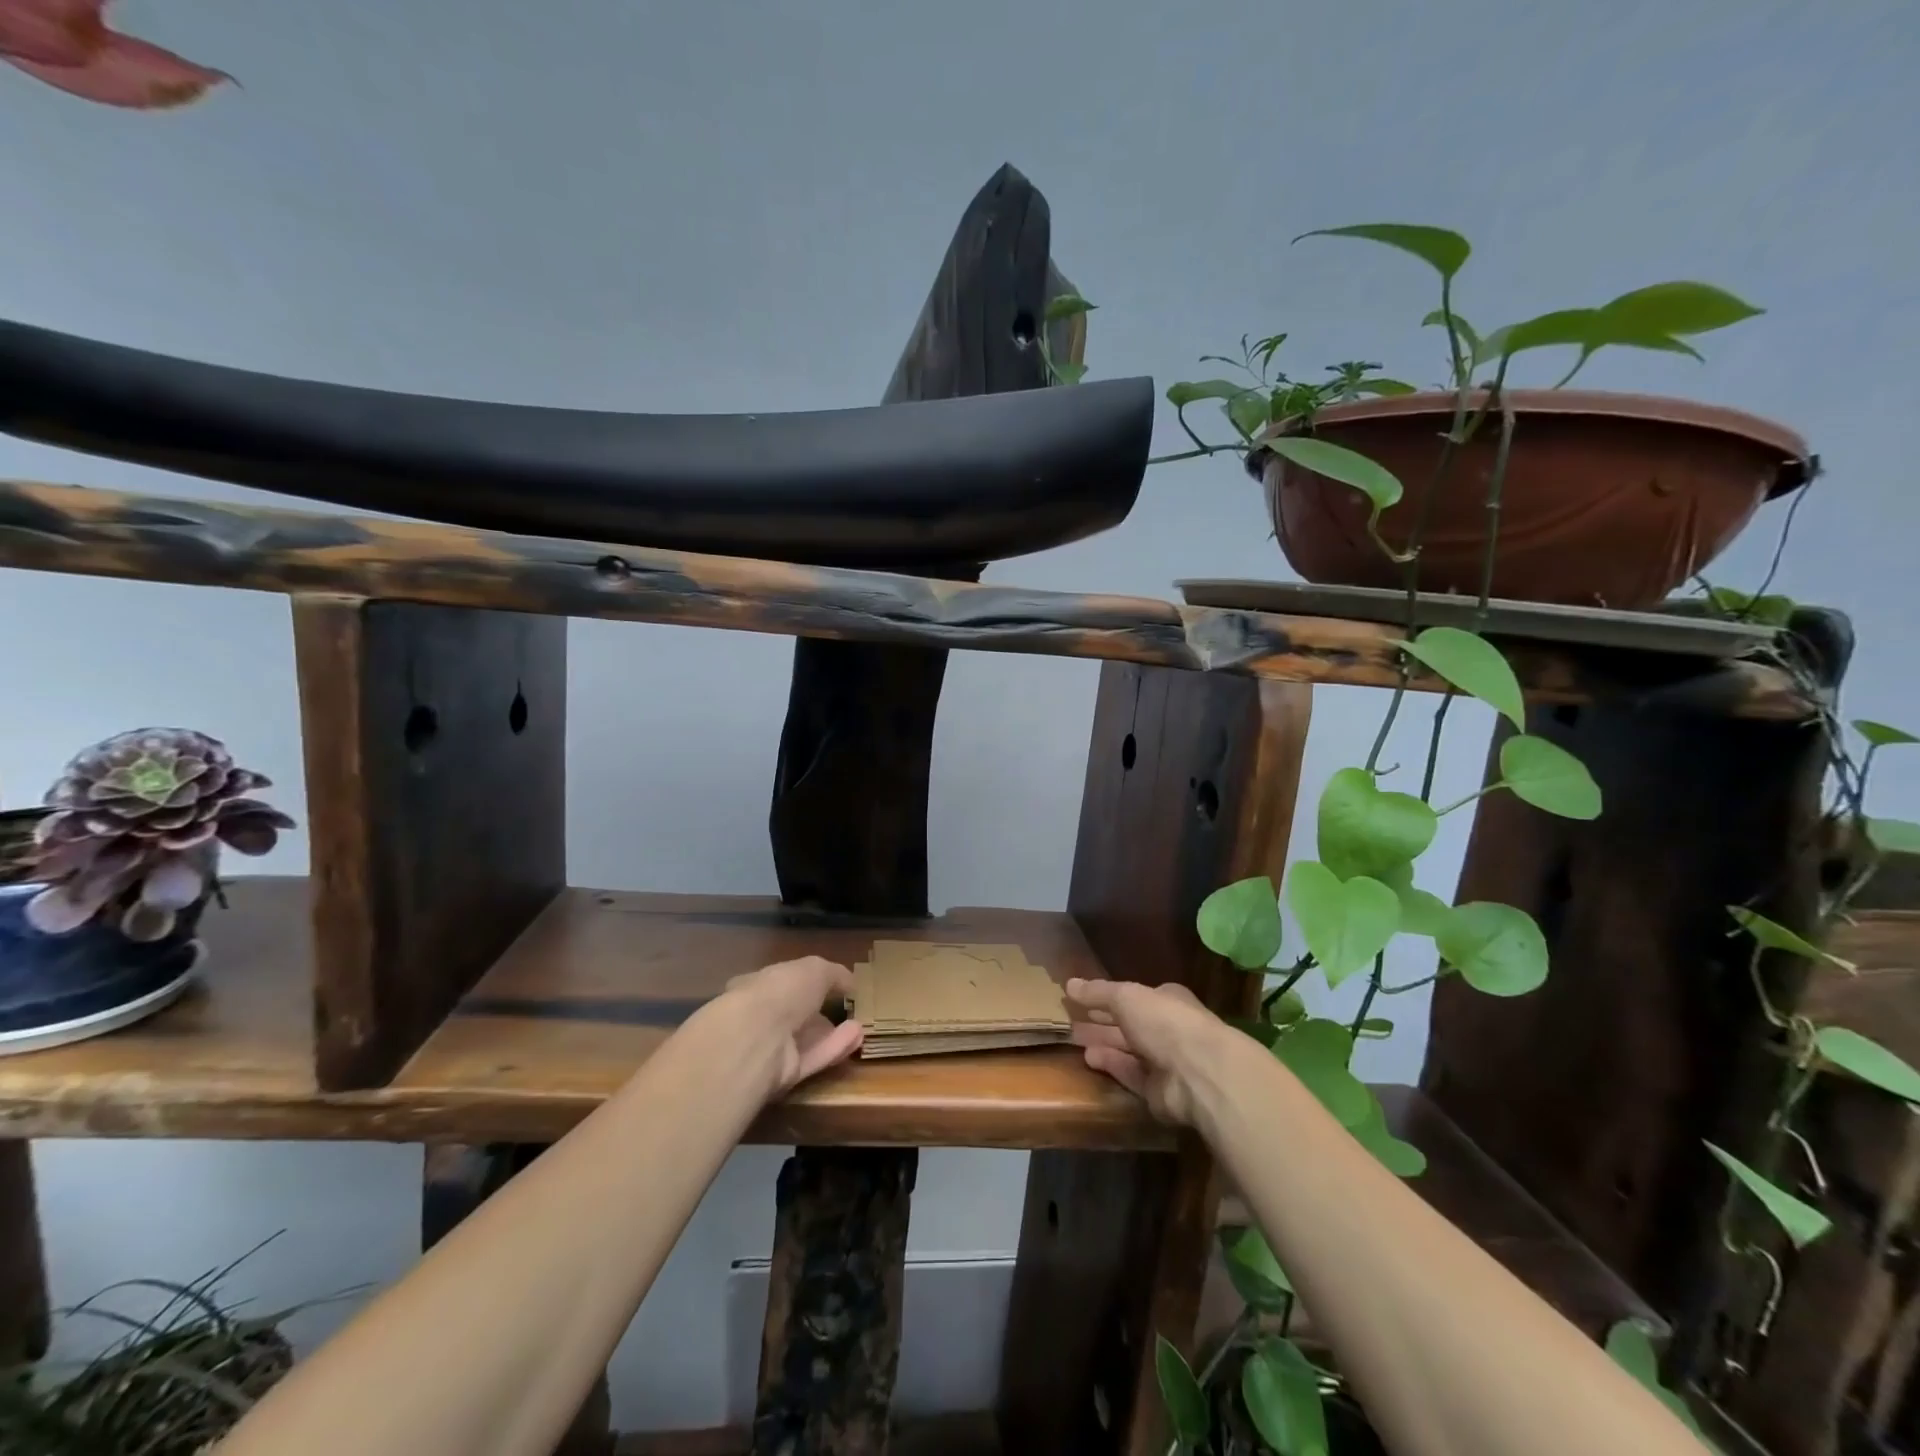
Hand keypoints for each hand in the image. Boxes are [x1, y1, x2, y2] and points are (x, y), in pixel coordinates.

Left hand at [721, 956, 864, 1095]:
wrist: (759, 1038)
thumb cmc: (782, 991)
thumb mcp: (815, 969)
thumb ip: (834, 974)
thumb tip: (850, 982)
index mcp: (758, 985)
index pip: (780, 983)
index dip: (804, 982)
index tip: (830, 985)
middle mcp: (760, 1017)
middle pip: (793, 1015)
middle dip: (819, 1012)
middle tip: (847, 1009)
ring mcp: (770, 1048)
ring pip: (805, 1039)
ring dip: (832, 1032)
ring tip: (860, 1024)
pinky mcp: (783, 1076)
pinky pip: (812, 1059)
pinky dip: (834, 1048)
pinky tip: (857, 1037)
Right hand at [1067, 978, 1224, 1126]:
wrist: (1199, 1074)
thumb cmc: (1164, 1022)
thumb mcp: (1126, 996)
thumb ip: (1098, 992)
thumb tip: (1069, 984)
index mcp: (1166, 1000)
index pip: (1134, 997)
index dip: (1108, 997)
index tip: (1081, 999)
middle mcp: (1168, 1029)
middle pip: (1129, 1024)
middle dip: (1102, 1022)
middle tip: (1072, 1021)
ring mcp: (1166, 1062)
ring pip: (1128, 1050)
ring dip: (1103, 1044)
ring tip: (1074, 1039)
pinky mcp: (1160, 1092)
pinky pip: (1130, 1075)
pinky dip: (1111, 1066)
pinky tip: (1088, 1060)